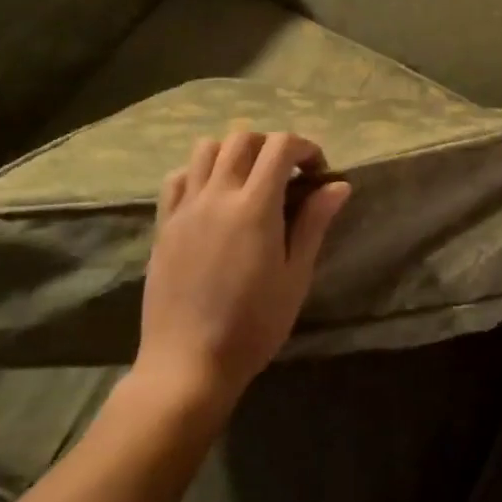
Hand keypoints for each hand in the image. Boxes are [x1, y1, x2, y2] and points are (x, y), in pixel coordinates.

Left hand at [133, 130, 351, 415]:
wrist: (189, 363)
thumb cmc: (254, 324)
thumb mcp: (296, 276)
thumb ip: (314, 223)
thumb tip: (338, 185)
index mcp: (254, 207)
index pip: (280, 147)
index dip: (305, 148)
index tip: (318, 173)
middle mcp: (216, 196)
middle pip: (243, 139)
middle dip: (272, 146)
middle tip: (288, 176)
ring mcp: (184, 208)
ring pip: (206, 149)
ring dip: (234, 153)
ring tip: (250, 181)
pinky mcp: (163, 225)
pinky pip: (178, 177)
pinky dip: (200, 172)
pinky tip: (214, 198)